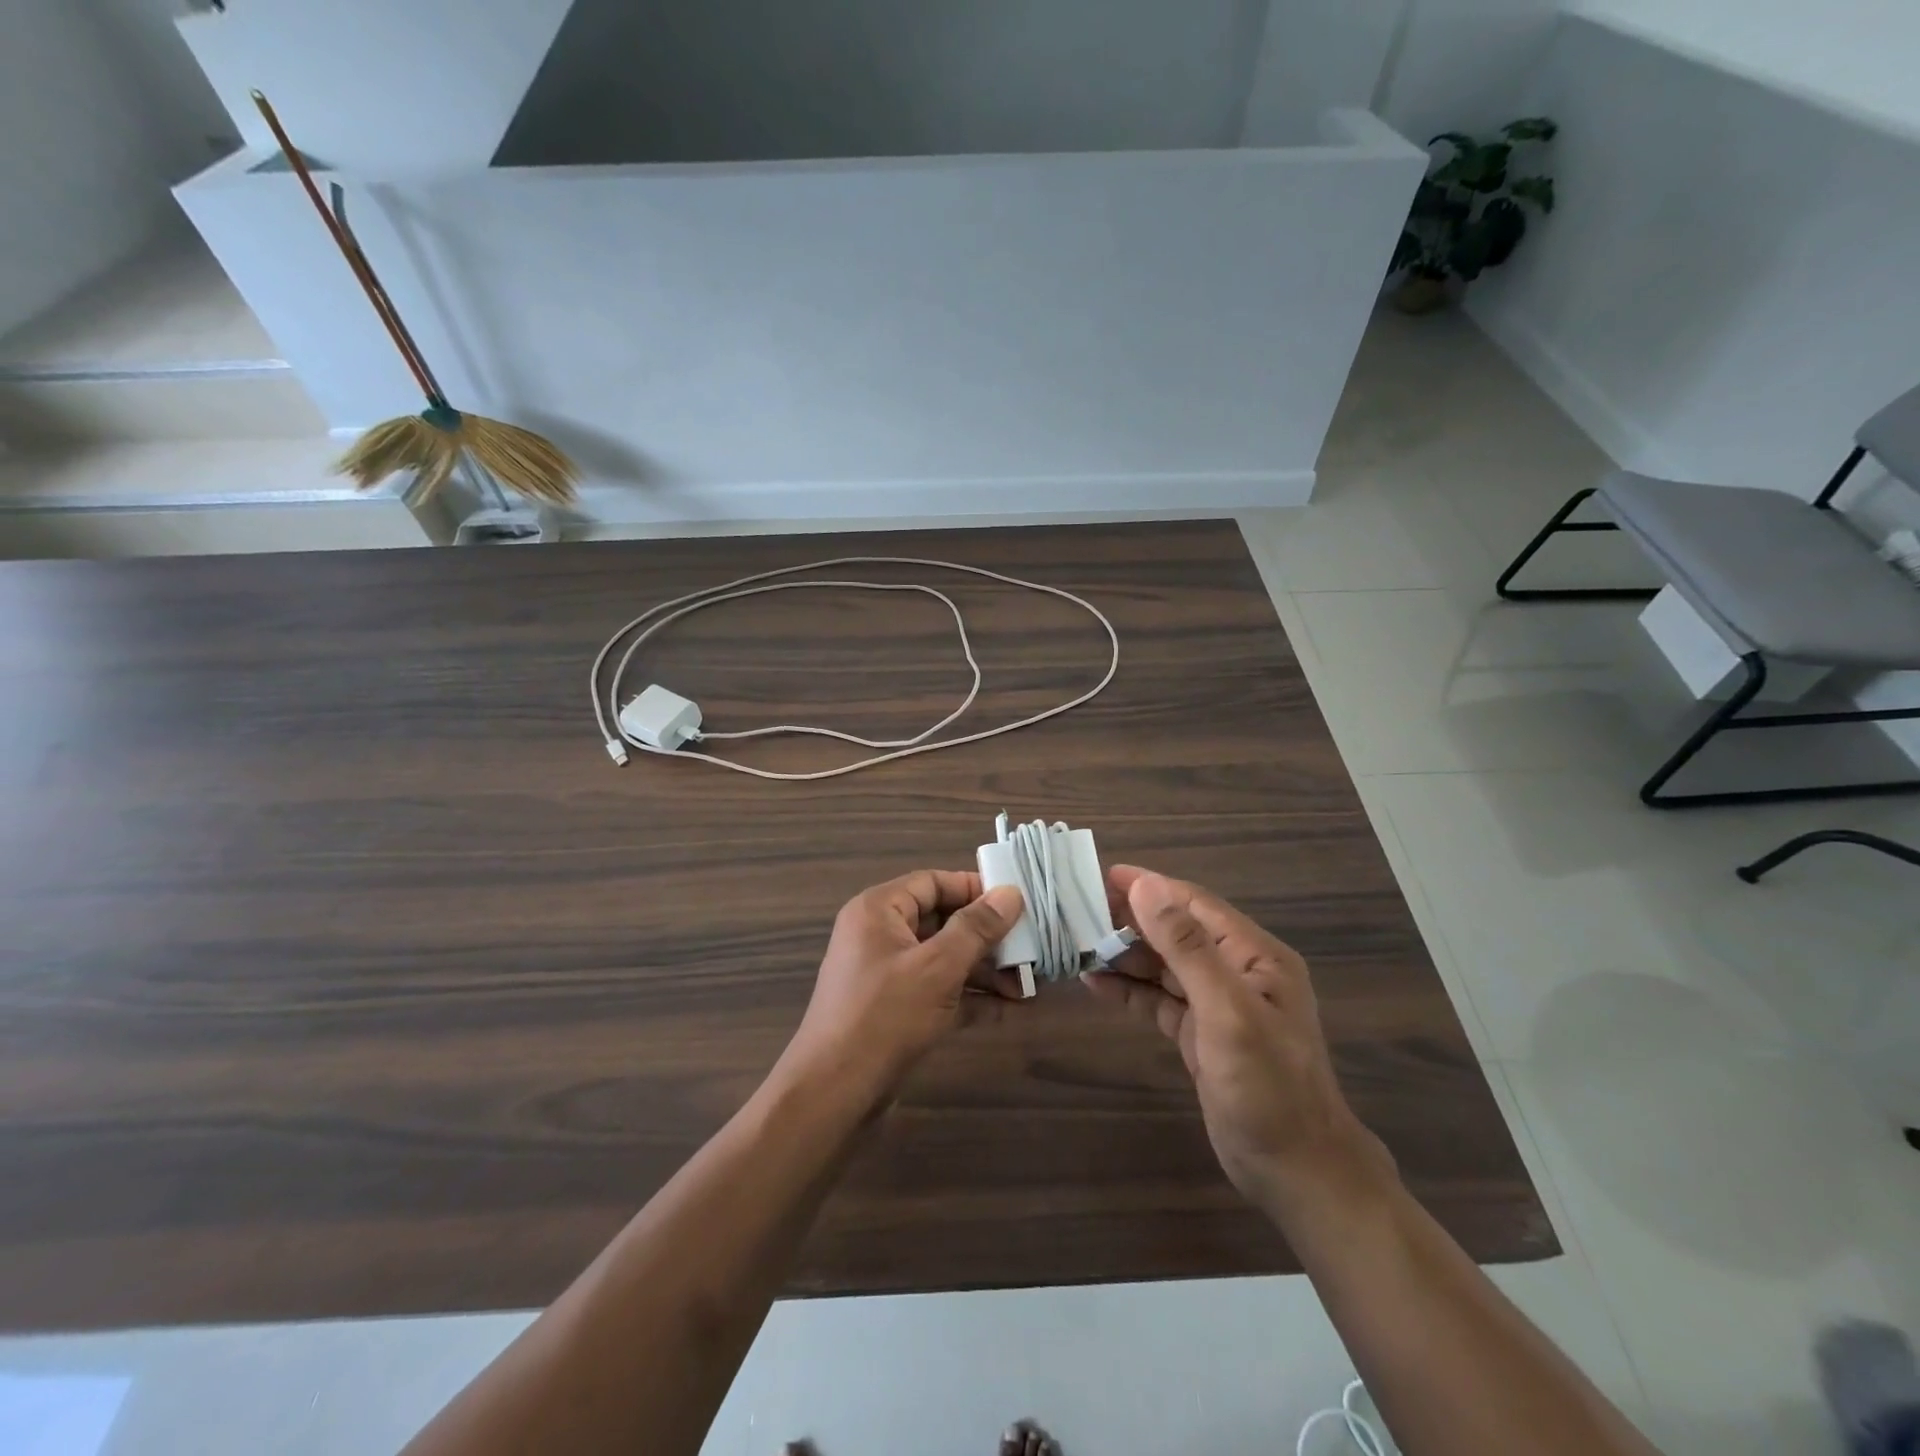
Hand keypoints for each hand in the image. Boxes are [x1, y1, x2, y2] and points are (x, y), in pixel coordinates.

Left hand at [779, 871, 1025, 1103]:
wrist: (833, 1095)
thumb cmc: (884, 1017)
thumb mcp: (937, 967)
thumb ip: (976, 929)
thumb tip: (1010, 893)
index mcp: (879, 910)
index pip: (933, 883)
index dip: (975, 889)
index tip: (1017, 902)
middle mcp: (881, 935)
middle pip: (942, 921)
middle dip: (987, 937)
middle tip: (1030, 948)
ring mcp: (887, 974)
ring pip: (944, 959)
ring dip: (985, 971)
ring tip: (1027, 985)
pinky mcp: (895, 1010)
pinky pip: (939, 991)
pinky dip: (970, 997)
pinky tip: (1009, 1010)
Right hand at [1082, 867, 1391, 1219]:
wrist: (1297, 1175)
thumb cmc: (1268, 1088)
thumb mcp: (1226, 1011)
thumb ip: (1186, 947)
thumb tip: (1145, 887)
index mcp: (1254, 956)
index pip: (1194, 904)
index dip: (1150, 886)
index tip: (1101, 876)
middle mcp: (1237, 972)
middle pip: (1176, 931)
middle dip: (1131, 919)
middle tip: (1079, 911)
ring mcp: (1218, 1005)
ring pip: (1165, 966)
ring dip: (1126, 954)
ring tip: (1079, 944)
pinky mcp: (1201, 1035)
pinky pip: (1160, 1000)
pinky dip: (1130, 990)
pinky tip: (1096, 983)